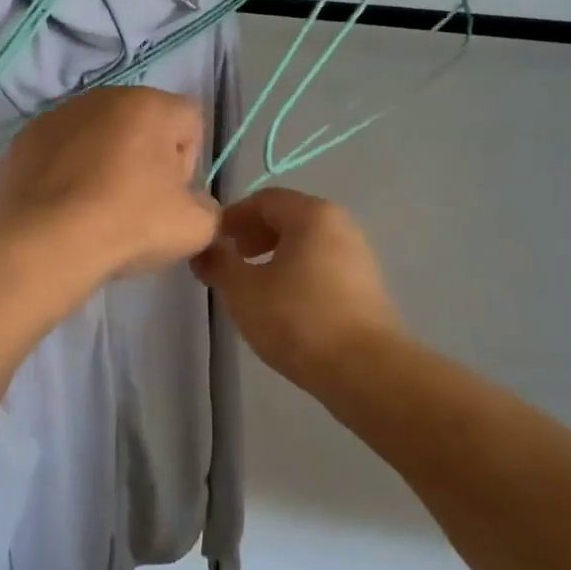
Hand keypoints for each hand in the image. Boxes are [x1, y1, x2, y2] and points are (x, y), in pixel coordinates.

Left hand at [0, 87, 219, 278]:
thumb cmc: (130, 224)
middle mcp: (105, 97)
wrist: (49, 244)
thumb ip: (208, 206)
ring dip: (104, 161)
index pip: (189, 122)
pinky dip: (67, 170)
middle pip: (143, 124)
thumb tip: (192, 203)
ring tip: (96, 206)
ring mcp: (60, 114)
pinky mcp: (26, 138)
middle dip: (145, 157)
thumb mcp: (196, 227)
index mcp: (152, 106)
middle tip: (137, 203)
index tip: (171, 195)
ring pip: (99, 134)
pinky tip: (65, 205)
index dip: (187, 161)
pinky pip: (61, 150)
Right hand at [191, 188, 402, 387]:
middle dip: (253, 235)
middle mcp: (340, 224)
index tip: (211, 242)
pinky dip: (297, 272)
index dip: (232, 217)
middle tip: (230, 261)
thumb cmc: (298, 319)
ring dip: (274, 256)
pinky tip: (283, 304)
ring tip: (253, 286)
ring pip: (306, 243)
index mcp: (312, 214)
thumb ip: (218, 263)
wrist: (366, 370)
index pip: (264, 199)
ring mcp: (358, 255)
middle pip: (288, 217)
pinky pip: (322, 265)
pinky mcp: (366, 286)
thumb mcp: (243, 291)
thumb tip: (203, 248)